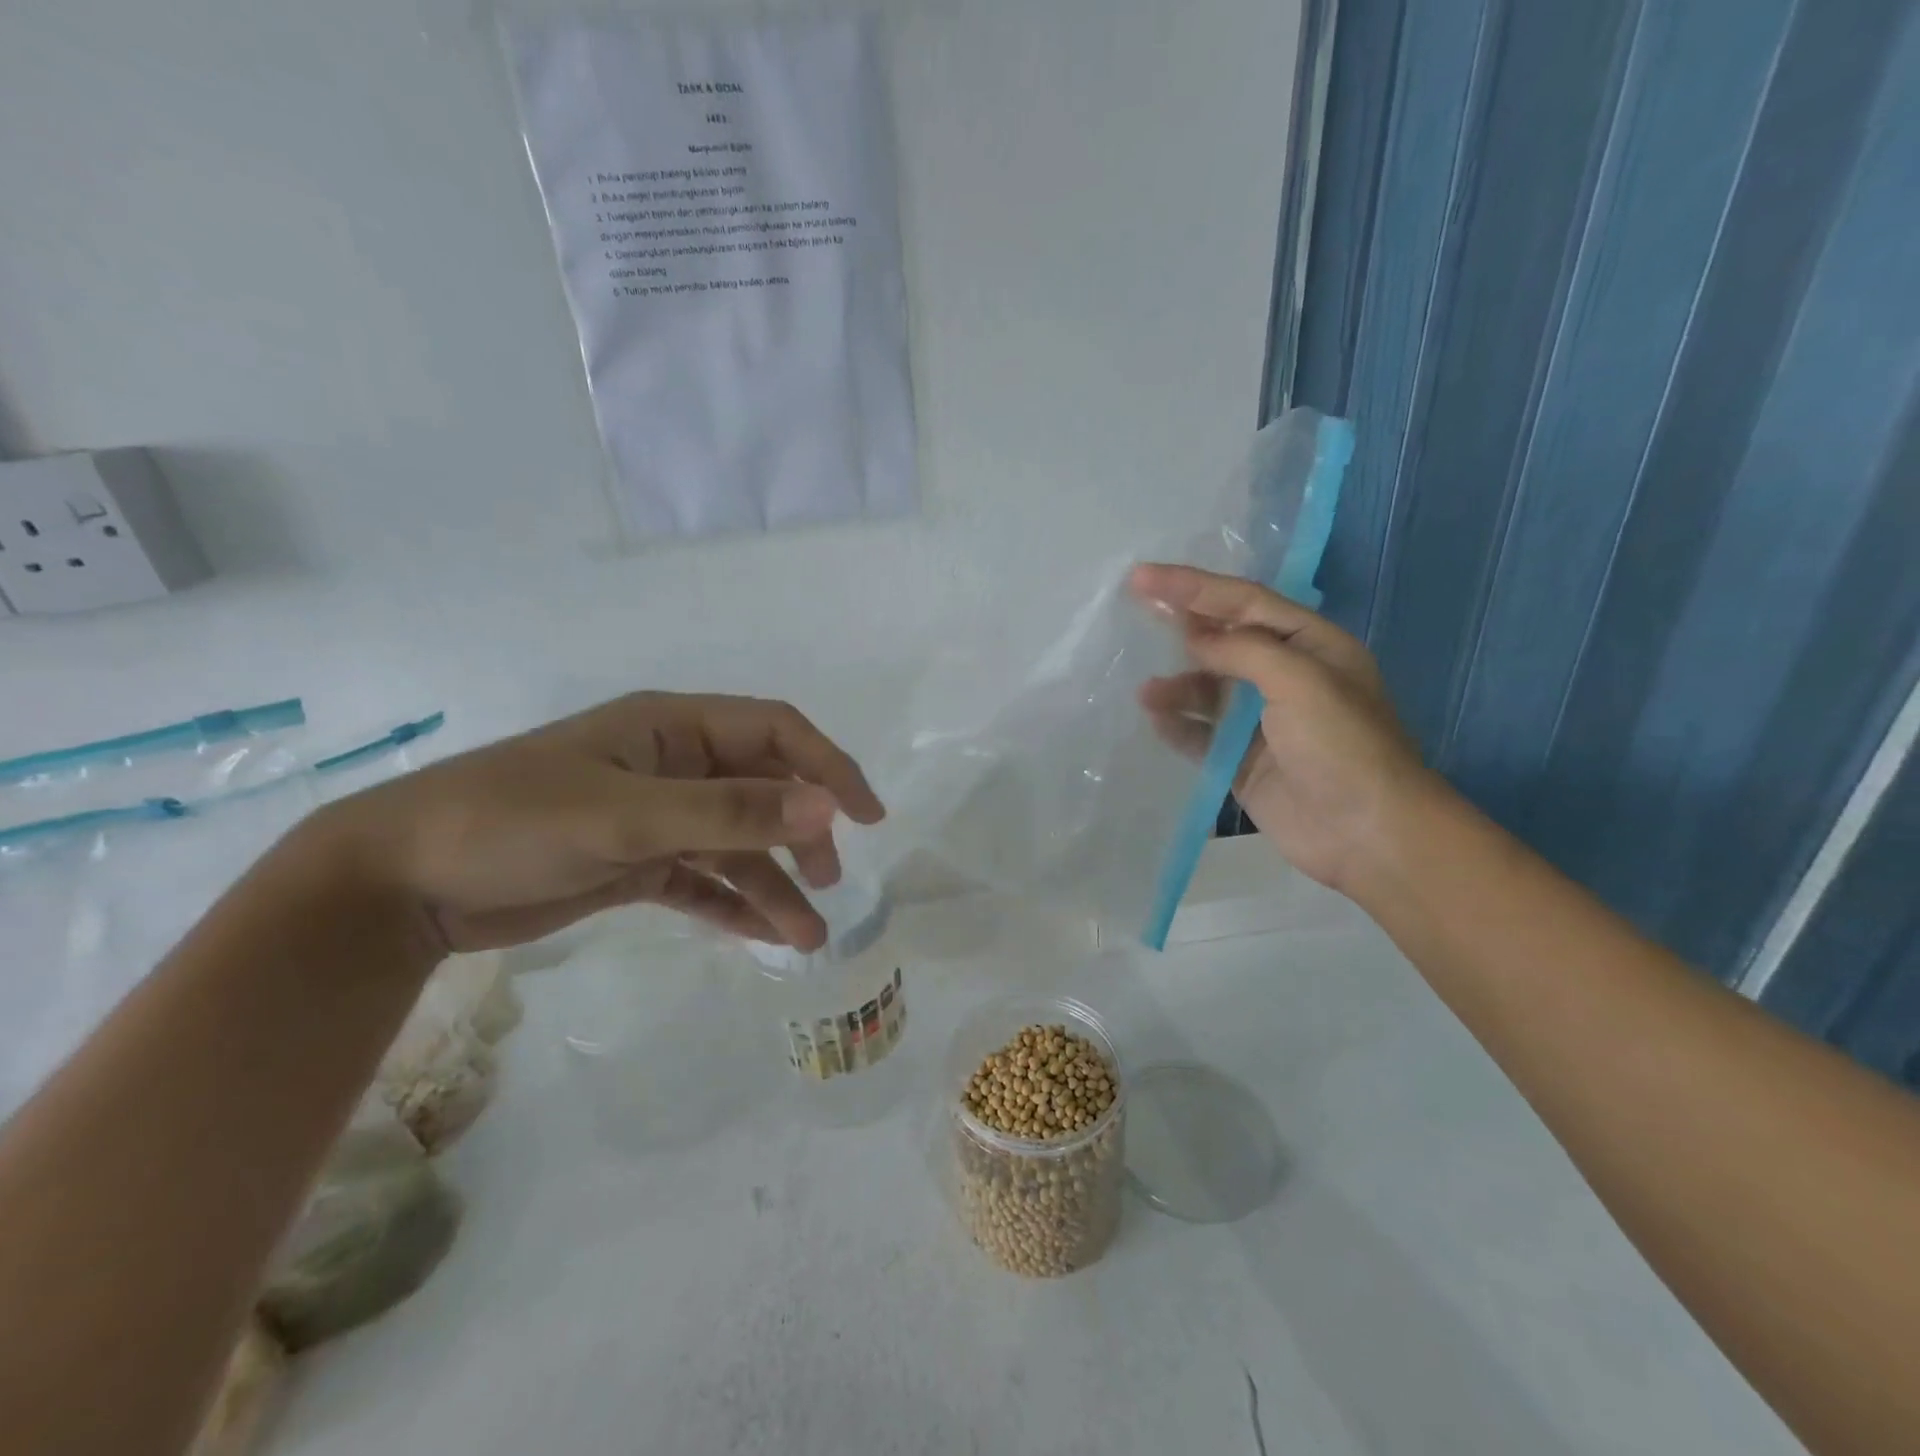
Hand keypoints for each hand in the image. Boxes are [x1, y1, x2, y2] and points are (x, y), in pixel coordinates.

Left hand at [302, 693, 885, 953]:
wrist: (399, 883)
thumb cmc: (513, 822)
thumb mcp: (626, 815)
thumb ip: (729, 811)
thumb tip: (827, 808)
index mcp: (673, 727)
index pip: (776, 731)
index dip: (829, 766)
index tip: (868, 815)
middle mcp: (673, 766)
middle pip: (763, 790)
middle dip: (803, 833)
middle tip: (830, 879)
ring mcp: (655, 817)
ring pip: (736, 843)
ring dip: (774, 883)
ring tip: (805, 936)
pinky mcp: (635, 864)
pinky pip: (703, 880)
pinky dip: (734, 904)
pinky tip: (764, 936)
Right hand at [1130, 564, 1432, 895]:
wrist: (1368, 834)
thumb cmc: (1342, 746)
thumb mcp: (1301, 681)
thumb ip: (1243, 651)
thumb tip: (1193, 638)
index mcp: (1310, 645)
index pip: (1244, 602)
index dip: (1193, 586)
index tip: (1143, 578)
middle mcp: (1285, 676)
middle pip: (1223, 640)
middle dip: (1181, 626)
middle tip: (1133, 610)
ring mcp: (1262, 722)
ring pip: (1208, 690)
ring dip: (1177, 685)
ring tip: (1146, 691)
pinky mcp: (1243, 761)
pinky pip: (1201, 735)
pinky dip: (1178, 725)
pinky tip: (1155, 719)